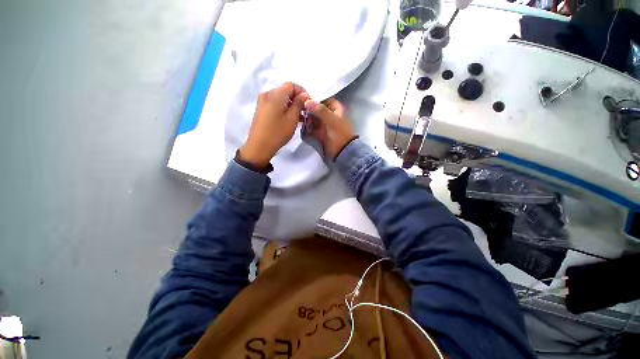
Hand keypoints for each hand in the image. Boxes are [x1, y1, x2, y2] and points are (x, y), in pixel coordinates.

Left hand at [239, 82, 308, 166]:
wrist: (259, 147)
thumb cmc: (277, 133)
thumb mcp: (292, 119)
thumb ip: (298, 104)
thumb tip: (304, 95)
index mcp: (275, 95)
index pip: (291, 85)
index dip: (302, 92)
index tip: (309, 103)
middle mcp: (267, 94)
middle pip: (285, 91)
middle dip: (297, 99)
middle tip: (306, 111)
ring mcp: (263, 102)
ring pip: (281, 98)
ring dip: (291, 105)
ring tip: (300, 117)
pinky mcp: (262, 110)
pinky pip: (275, 104)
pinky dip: (284, 109)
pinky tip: (291, 119)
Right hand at [304, 98, 356, 158]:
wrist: (342, 151)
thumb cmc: (340, 134)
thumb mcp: (332, 120)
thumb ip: (320, 110)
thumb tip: (307, 101)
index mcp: (335, 109)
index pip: (324, 99)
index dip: (315, 98)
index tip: (304, 97)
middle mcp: (329, 115)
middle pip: (316, 109)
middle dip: (308, 109)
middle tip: (298, 109)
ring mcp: (324, 124)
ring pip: (313, 118)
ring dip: (306, 118)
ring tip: (299, 118)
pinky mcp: (319, 133)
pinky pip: (311, 128)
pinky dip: (307, 127)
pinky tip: (302, 127)